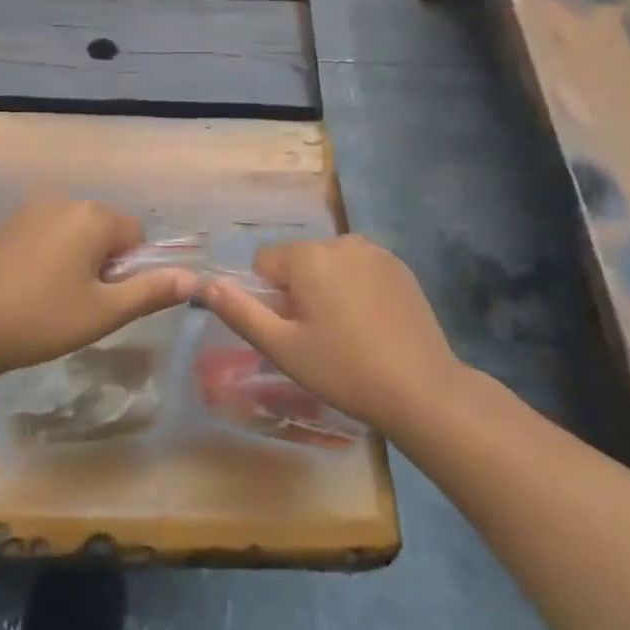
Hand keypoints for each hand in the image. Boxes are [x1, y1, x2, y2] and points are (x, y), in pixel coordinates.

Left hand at [0, 196, 197, 377]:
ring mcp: (30, 208)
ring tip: (53, 297)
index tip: (106, 299)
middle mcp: (64, 201)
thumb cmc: (41, 319)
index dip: (130, 269)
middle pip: (105, 228)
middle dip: (104, 261)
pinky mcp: (6, 222)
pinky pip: (46, 231)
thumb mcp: (103, 312)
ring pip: (75, 230)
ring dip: (77, 257)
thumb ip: (151, 291)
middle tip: (81, 302)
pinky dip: (49, 253)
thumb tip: (194, 279)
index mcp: (92, 217)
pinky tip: (29, 286)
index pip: (136, 235)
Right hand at [201, 235, 459, 432]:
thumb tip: (206, 284)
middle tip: (318, 336)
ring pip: (329, 263)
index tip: (292, 330)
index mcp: (308, 256)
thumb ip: (240, 312)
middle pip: (298, 260)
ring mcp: (375, 251)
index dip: (270, 297)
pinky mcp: (400, 266)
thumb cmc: (344, 370)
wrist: (422, 389)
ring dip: (327, 287)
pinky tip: (372, 324)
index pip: (264, 262)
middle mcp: (340, 241)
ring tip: (347, 331)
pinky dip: (356, 287)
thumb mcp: (282, 347)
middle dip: (299, 290)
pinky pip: (359, 268)